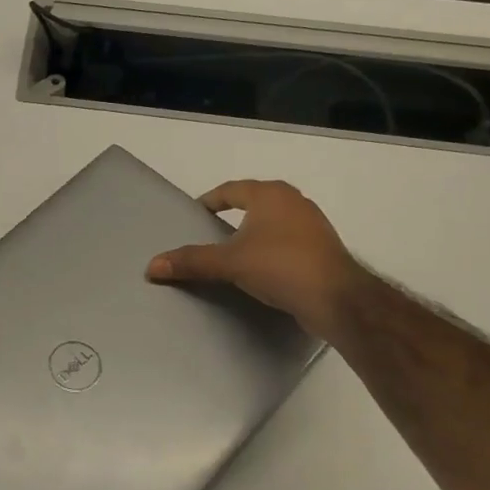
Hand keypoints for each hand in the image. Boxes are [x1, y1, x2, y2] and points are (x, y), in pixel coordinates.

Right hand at [146, 179, 362, 335]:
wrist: (338, 299)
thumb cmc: (280, 266)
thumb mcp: (229, 263)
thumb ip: (191, 262)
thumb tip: (151, 266)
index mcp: (270, 195)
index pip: (230, 190)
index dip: (209, 201)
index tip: (194, 215)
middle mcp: (293, 201)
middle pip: (253, 203)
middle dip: (232, 215)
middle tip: (209, 233)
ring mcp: (312, 225)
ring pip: (272, 222)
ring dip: (252, 233)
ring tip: (232, 253)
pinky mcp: (322, 249)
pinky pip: (287, 242)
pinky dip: (270, 249)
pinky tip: (261, 269)